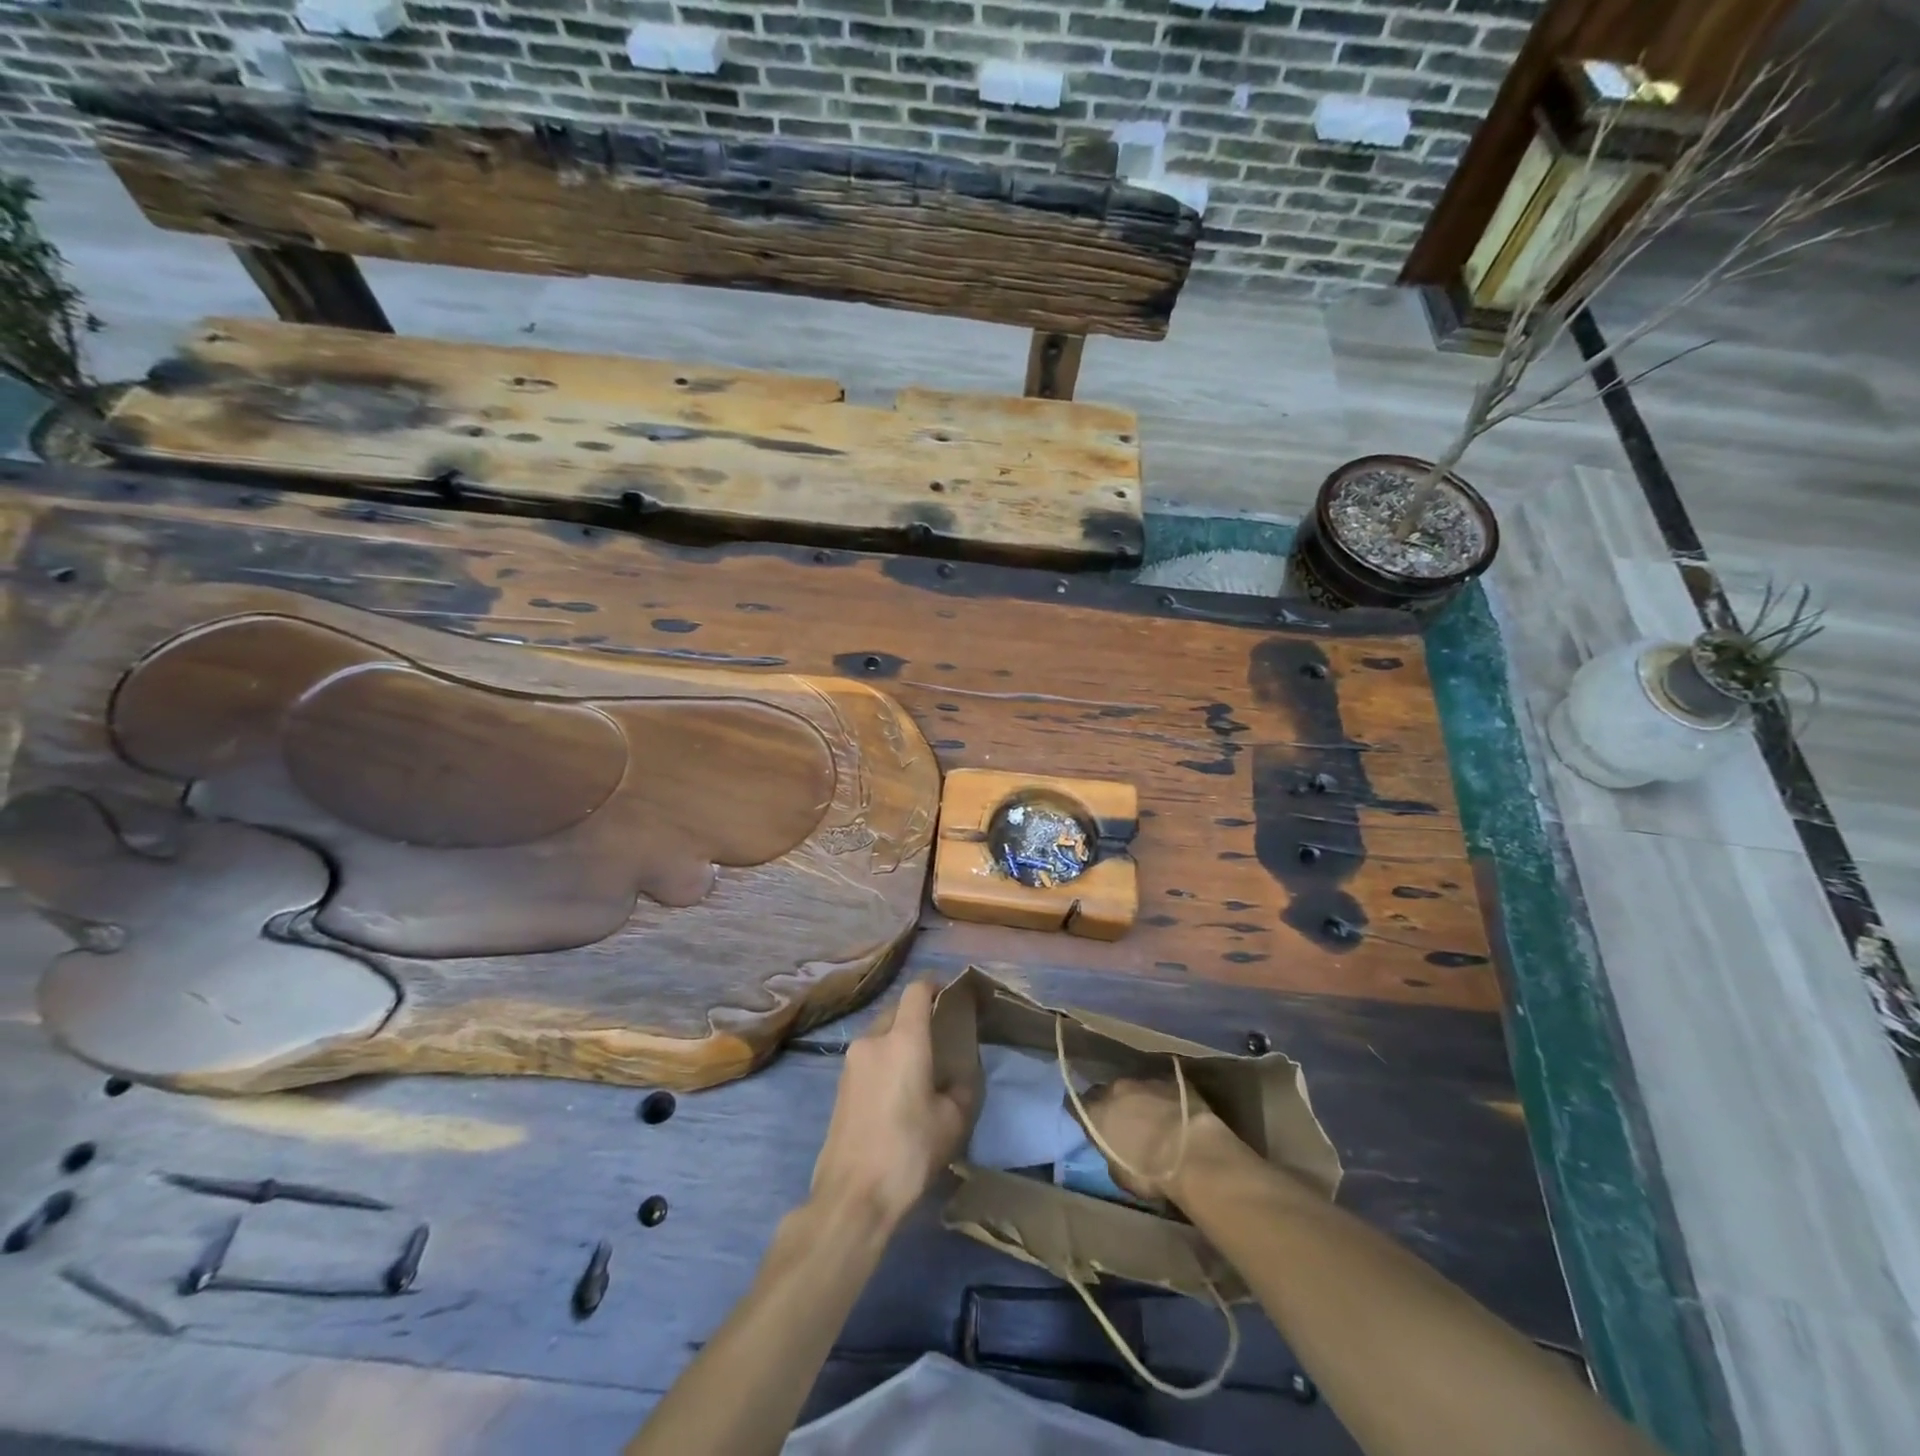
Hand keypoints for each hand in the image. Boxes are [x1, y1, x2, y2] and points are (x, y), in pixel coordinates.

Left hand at [809, 980, 978, 1231]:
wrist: (853, 1196)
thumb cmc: (909, 1151)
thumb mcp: (952, 1121)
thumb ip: (962, 1087)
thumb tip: (958, 1077)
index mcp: (903, 1039)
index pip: (917, 990)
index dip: (935, 984)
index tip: (952, 993)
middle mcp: (873, 1040)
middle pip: (897, 1011)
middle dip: (919, 1016)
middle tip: (941, 1038)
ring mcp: (851, 1062)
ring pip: (881, 1035)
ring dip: (900, 1041)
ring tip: (921, 1069)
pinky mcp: (840, 1086)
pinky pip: (869, 1058)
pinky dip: (886, 1061)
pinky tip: (899, 1092)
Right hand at [1077, 1076, 1236, 1201]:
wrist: (1192, 1152)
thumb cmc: (1150, 1172)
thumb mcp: (1120, 1175)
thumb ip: (1111, 1155)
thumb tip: (1114, 1150)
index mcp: (1097, 1112)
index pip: (1076, 1105)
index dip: (1081, 1112)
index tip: (1086, 1121)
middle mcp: (1116, 1089)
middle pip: (1108, 1092)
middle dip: (1113, 1104)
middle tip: (1123, 1121)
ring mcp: (1145, 1081)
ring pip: (1136, 1088)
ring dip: (1140, 1100)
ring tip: (1152, 1118)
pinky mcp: (1172, 1080)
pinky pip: (1162, 1087)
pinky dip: (1164, 1098)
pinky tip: (1174, 1112)